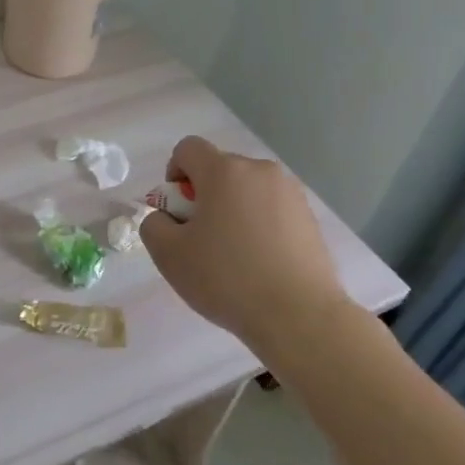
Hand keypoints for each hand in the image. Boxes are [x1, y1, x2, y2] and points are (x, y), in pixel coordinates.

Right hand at [138, 135, 357, 347]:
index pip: (188, 148)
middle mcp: (260, 171)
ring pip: (247, 190)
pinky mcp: (310, 217)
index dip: (174, 173)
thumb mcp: (169, 254)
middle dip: (204, 195)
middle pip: (219, 169)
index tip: (178, 211)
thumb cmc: (227, 278)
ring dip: (233, 209)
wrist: (299, 316)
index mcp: (224, 171)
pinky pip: (271, 209)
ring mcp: (290, 193)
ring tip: (233, 255)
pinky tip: (260, 263)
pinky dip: (259, 225)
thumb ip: (154, 224)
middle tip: (201, 239)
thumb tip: (166, 217)